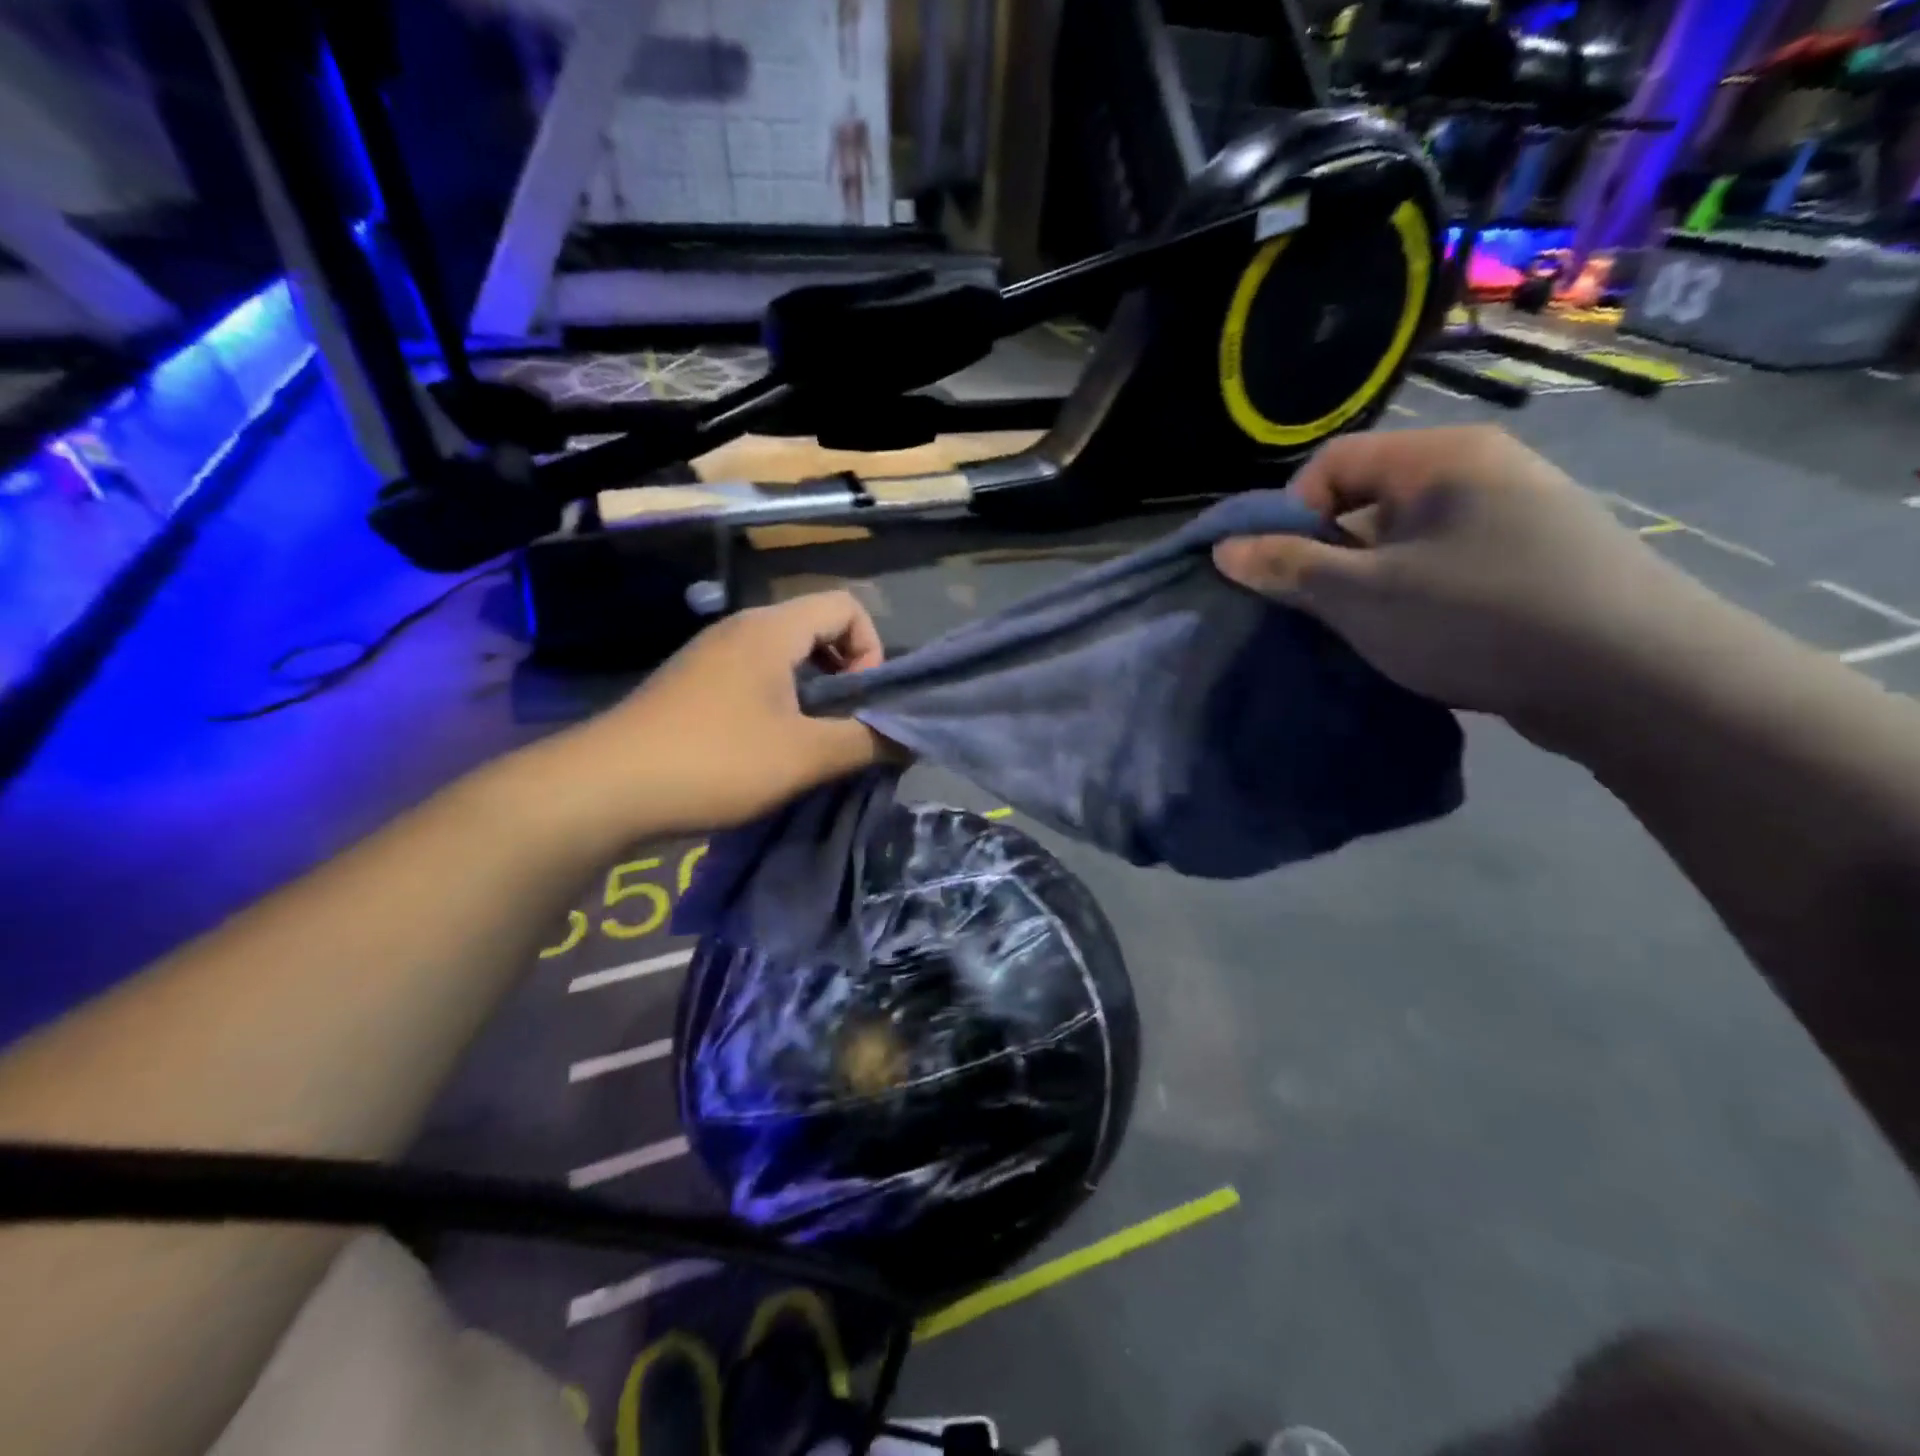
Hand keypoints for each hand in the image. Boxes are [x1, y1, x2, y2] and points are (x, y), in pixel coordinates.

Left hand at [570, 592, 895, 835]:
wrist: (603, 789)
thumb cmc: (715, 761)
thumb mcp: (805, 756)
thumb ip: (867, 741)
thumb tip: (911, 738)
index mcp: (771, 629)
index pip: (846, 606)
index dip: (871, 650)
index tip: (861, 703)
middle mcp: (740, 630)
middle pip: (816, 630)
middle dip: (844, 677)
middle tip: (843, 728)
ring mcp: (710, 657)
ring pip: (785, 659)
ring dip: (811, 696)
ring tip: (810, 745)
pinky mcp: (691, 687)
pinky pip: (754, 680)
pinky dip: (778, 706)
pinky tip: (768, 752)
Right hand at [1212, 426, 1699, 737]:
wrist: (1635, 679)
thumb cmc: (1479, 618)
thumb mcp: (1363, 596)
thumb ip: (1288, 568)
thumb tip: (1222, 549)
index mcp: (1439, 458)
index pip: (1332, 463)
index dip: (1288, 514)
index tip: (1279, 572)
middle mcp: (1479, 471)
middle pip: (1366, 501)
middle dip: (1326, 555)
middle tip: (1313, 609)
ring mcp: (1512, 516)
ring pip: (1403, 540)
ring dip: (1365, 582)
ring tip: (1358, 631)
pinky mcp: (1531, 562)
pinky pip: (1442, 565)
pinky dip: (1409, 596)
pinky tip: (1410, 637)